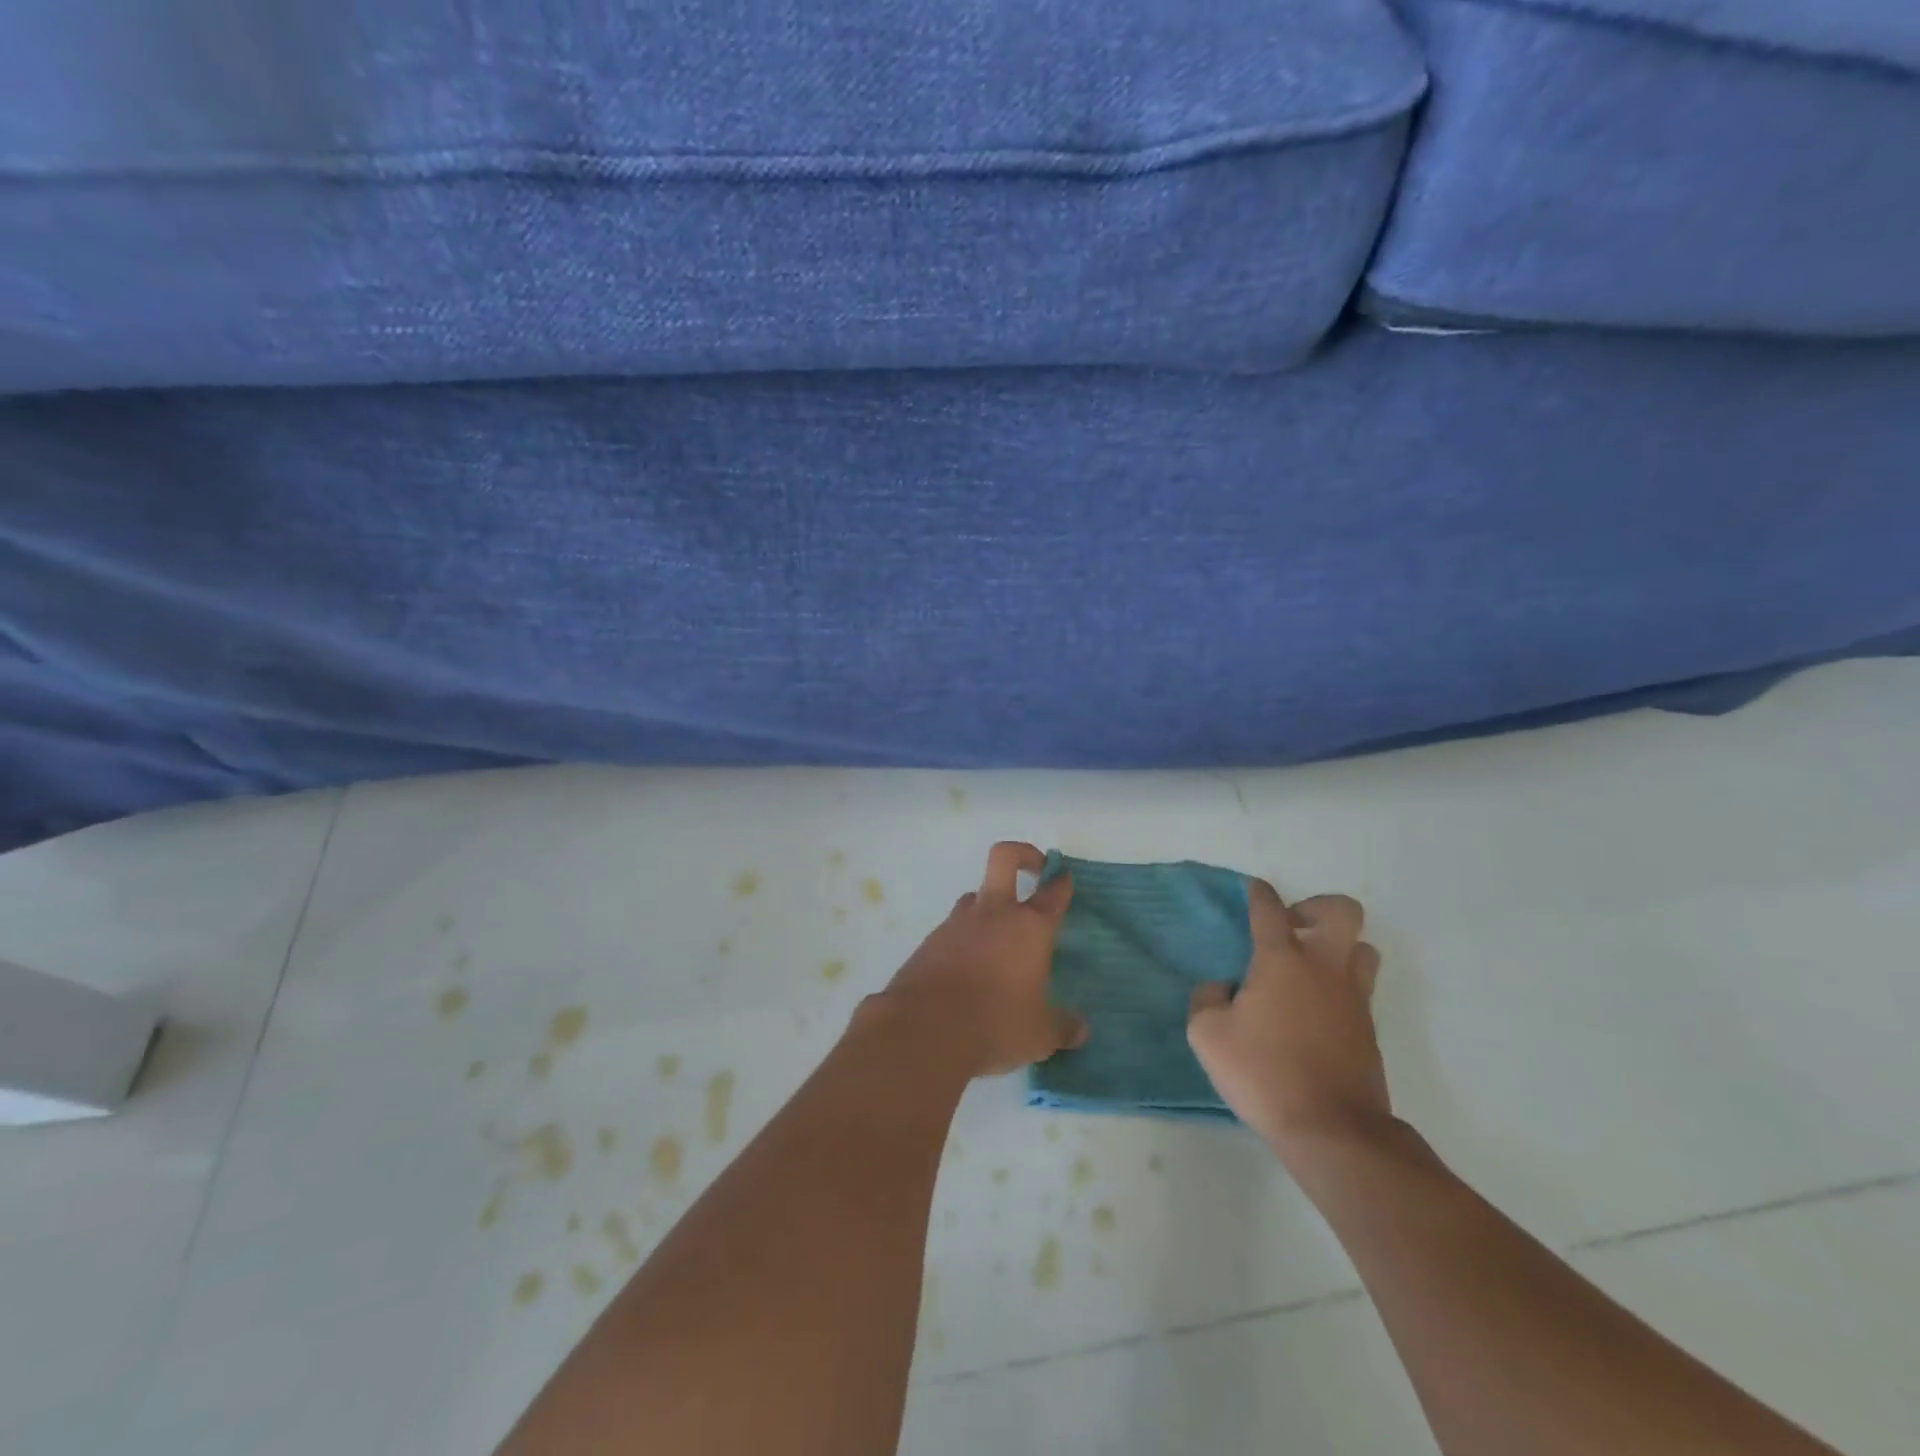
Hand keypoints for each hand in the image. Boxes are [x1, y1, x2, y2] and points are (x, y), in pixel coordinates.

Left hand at [873, 842, 1087, 1077]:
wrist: (923, 1029)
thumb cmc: (996, 1024)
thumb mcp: (1040, 1035)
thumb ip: (1062, 1028)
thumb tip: (1080, 1029)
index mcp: (1029, 927)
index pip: (1052, 893)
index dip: (1061, 882)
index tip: (1064, 878)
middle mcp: (993, 914)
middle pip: (1004, 857)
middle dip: (1023, 855)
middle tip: (1033, 870)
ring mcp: (957, 923)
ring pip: (975, 897)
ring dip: (989, 906)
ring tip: (999, 939)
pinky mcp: (929, 941)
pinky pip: (953, 929)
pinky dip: (964, 940)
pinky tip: (968, 971)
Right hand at [1187, 880, 1389, 1157]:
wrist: (1332, 1129)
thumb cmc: (1263, 1073)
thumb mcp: (1208, 1035)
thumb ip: (1207, 999)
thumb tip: (1222, 988)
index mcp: (1281, 961)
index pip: (1269, 910)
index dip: (1260, 894)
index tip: (1255, 888)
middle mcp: (1323, 968)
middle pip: (1341, 911)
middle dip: (1316, 908)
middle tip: (1292, 928)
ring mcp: (1353, 998)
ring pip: (1363, 948)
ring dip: (1338, 947)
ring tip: (1309, 967)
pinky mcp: (1369, 1029)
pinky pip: (1360, 988)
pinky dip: (1340, 986)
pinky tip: (1314, 1009)